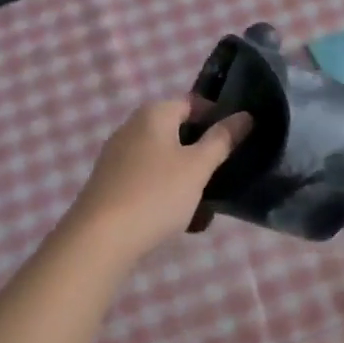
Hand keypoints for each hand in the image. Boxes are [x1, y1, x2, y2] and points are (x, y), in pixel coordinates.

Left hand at [61, 99, 251, 260]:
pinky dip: (167, 193)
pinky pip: (148, 180)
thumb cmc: (155, 194)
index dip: (218, 117)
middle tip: (224, 174)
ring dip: (187, 178)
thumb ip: (222, 139)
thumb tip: (245, 116)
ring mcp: (118, 157)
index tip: (237, 140)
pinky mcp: (111, 184)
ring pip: (165, 160)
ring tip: (206, 205)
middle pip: (178, 132)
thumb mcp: (198, 167)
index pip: (193, 102)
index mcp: (153, 114)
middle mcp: (132, 128)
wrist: (98, 240)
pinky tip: (180, 219)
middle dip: (203, 153)